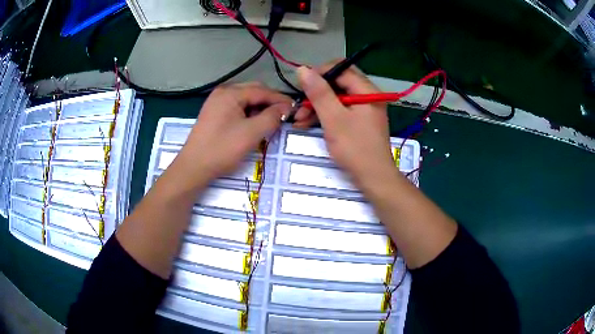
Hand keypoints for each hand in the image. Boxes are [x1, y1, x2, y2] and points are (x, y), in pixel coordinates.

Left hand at [172, 83, 291, 186]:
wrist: (194, 167)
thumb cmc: (222, 149)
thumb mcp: (252, 133)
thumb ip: (272, 117)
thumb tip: (286, 108)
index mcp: (231, 93)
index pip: (263, 91)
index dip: (281, 99)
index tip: (296, 109)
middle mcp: (223, 92)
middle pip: (254, 91)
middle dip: (270, 102)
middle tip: (284, 116)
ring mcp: (217, 101)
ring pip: (246, 99)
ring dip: (260, 108)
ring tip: (270, 121)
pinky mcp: (214, 112)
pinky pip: (237, 106)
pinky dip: (248, 112)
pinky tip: (253, 123)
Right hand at [295, 65, 397, 190]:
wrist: (373, 178)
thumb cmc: (355, 148)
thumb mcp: (333, 119)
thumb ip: (319, 93)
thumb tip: (302, 69)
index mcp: (366, 90)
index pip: (340, 69)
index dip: (318, 74)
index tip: (301, 87)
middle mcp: (367, 95)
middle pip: (337, 83)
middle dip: (316, 93)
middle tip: (299, 107)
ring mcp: (364, 109)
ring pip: (336, 97)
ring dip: (317, 106)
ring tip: (299, 120)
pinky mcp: (359, 121)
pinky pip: (339, 110)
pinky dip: (324, 115)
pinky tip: (308, 124)